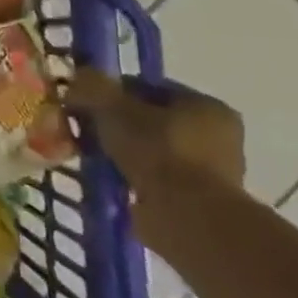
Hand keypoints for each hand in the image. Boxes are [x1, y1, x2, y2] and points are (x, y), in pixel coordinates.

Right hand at [65, 68, 246, 237]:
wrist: (186, 217)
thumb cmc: (157, 152)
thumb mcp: (113, 106)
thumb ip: (93, 87)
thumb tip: (78, 79)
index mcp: (207, 107)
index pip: (151, 88)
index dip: (114, 93)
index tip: (86, 104)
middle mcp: (219, 137)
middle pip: (153, 121)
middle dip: (118, 126)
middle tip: (87, 133)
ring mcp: (213, 174)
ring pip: (153, 153)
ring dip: (124, 155)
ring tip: (94, 160)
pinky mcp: (200, 204)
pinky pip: (156, 182)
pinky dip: (133, 180)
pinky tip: (110, 182)